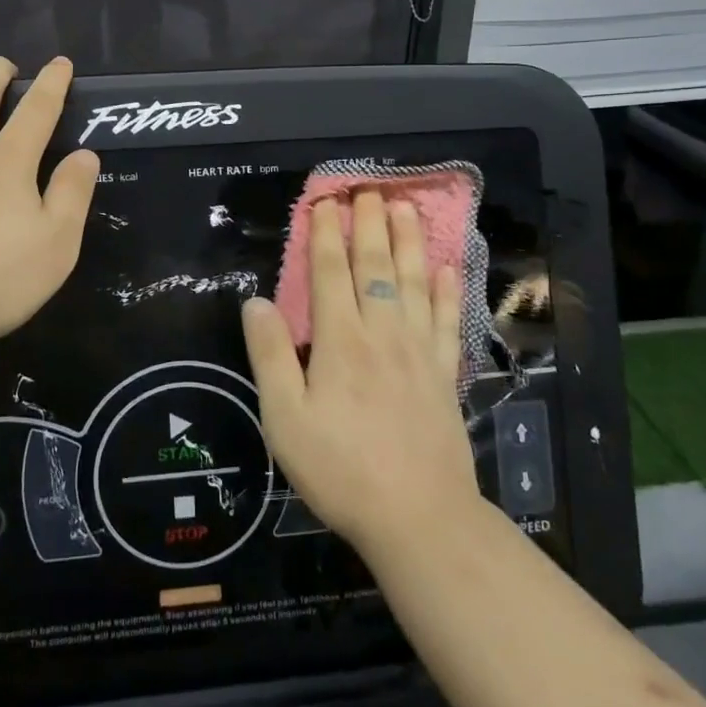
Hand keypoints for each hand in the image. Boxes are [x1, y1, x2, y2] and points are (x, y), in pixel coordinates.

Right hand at [242, 192, 480, 561]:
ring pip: (415, 282)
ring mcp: (419, 352)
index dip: (326, 235)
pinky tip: (449, 268)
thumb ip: (271, 356)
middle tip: (370, 189)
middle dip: (369, 224)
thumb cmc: (340, 470)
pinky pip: (446, 320)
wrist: (418, 518)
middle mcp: (382, 334)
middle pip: (376, 267)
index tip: (325, 202)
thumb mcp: (285, 419)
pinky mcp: (444, 374)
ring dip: (410, 242)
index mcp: (340, 341)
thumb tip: (255, 302)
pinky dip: (448, 290)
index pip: (331, 273)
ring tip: (408, 208)